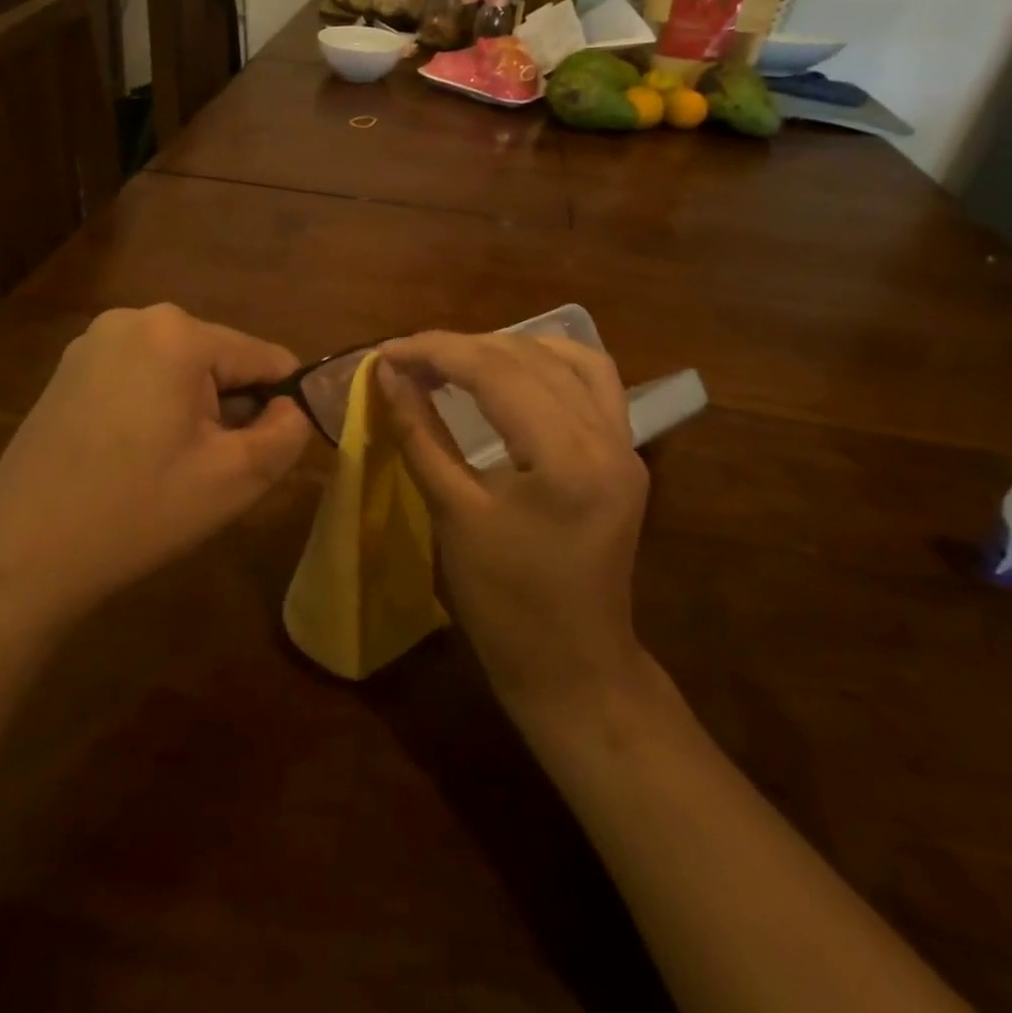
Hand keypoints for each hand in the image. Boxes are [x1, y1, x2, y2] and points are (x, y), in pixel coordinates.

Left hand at [0, 305, 310, 638]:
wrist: (22, 553)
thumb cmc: (138, 511)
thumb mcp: (237, 478)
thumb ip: (288, 432)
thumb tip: (292, 407)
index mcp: (178, 333)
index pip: (265, 357)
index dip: (281, 405)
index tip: (268, 453)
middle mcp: (134, 319)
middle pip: (220, 359)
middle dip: (230, 407)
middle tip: (212, 467)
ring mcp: (93, 341)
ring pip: (180, 369)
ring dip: (193, 410)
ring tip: (171, 466)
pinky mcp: (69, 368)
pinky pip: (139, 376)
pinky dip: (154, 408)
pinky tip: (134, 457)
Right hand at [376, 332, 649, 718]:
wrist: (572, 665)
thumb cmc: (504, 603)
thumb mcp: (453, 513)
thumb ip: (420, 435)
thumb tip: (389, 376)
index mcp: (565, 458)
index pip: (495, 372)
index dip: (435, 351)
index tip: (386, 351)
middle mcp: (607, 438)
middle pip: (528, 358)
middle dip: (460, 347)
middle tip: (408, 358)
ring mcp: (625, 444)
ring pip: (568, 359)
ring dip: (506, 347)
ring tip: (455, 358)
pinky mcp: (625, 454)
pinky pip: (594, 384)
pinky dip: (548, 363)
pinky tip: (514, 369)